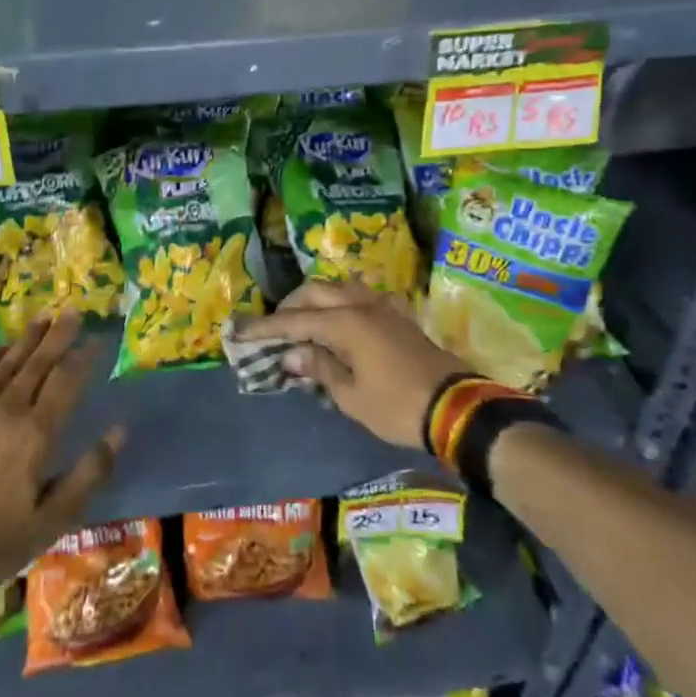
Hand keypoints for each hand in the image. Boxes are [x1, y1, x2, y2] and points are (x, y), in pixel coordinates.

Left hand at [0, 312, 123, 589]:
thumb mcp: (52, 519)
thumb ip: (88, 473)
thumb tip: (119, 432)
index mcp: (35, 433)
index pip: (65, 383)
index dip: (83, 358)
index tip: (97, 339)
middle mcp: (6, 410)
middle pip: (36, 364)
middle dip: (57, 336)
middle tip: (71, 311)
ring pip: (6, 364)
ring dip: (26, 340)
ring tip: (42, 319)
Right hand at [237, 281, 464, 448]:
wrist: (457, 409)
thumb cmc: (397, 406)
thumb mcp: (350, 396)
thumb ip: (319, 367)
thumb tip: (292, 353)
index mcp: (344, 323)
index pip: (293, 321)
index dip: (264, 327)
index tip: (238, 330)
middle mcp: (360, 305)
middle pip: (314, 292)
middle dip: (289, 306)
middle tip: (274, 329)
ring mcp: (382, 307)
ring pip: (339, 288)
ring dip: (316, 300)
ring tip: (304, 322)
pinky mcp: (398, 316)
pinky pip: (362, 297)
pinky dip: (343, 303)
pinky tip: (343, 321)